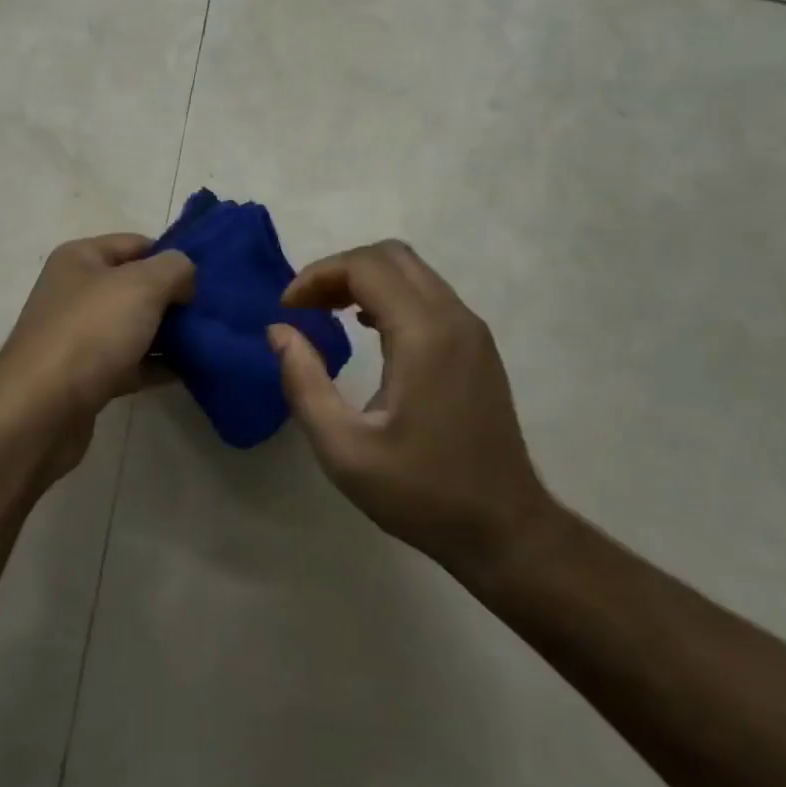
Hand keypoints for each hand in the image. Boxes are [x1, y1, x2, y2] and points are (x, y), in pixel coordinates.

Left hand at [0, 234, 194, 476]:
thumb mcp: (141, 285)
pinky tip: (190, 372)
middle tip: (213, 311)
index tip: (207, 278)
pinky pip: (131, 363)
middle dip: (174, 298)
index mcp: (80, 259)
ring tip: (210, 340)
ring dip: (169, 334)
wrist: (41, 410)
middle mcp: (76, 292)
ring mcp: (80, 336)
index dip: (172, 257)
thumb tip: (186, 277)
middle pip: (137, 287)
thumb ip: (174, 269)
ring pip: (135, 327)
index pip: (136, 244)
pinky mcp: (87, 376)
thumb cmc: (90, 332)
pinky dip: (157, 366)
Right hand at [268, 240, 555, 582]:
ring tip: (327, 313)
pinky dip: (390, 296)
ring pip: (412, 272)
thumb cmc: (421, 492)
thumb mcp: (343, 449)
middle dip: (339, 270)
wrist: (505, 530)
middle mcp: (454, 319)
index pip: (365, 267)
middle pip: (391, 257)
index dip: (317, 276)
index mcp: (424, 335)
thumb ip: (304, 382)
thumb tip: (279, 331)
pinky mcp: (478, 347)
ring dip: (364, 280)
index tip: (287, 309)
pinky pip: (429, 296)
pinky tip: (368, 330)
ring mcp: (472, 331)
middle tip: (306, 306)